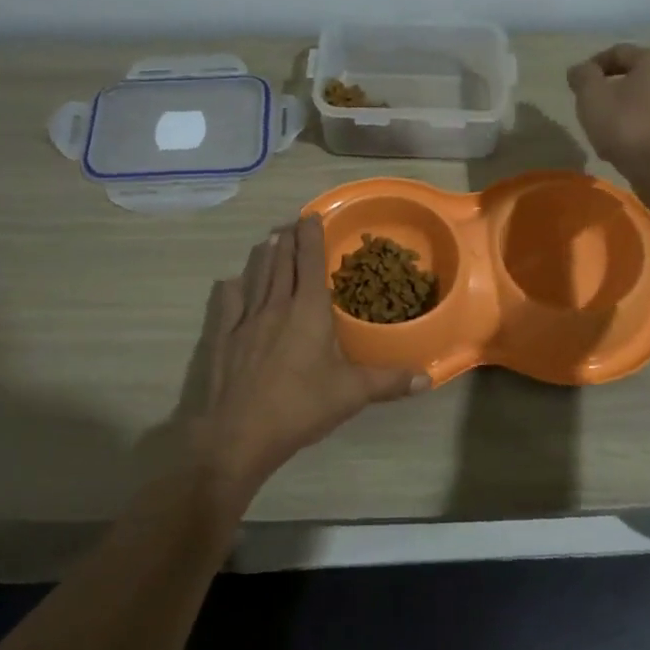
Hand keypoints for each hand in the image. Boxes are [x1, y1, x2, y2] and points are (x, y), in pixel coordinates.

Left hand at [178, 216, 427, 493]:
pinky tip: (232, 281)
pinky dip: (233, 287)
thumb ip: (388, 382)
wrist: (238, 433)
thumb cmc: (299, 407)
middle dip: (288, 240)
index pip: (310, 263)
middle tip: (291, 223)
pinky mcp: (223, 338)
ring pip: (256, 276)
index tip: (311, 215)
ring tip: (268, 240)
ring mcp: (244, 320)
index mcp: (308, 310)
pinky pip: (228, 303)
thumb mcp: (350, 394)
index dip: (311, 237)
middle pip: (282, 263)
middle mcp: (275, 306)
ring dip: (264, 255)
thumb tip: (426, 379)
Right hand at [566, 44, 649, 176]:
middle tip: (591, 107)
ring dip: (627, 109)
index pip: (619, 52)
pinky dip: (641, 127)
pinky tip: (626, 145)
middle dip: (611, 88)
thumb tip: (579, 69)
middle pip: (636, 75)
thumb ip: (583, 77)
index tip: (577, 84)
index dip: (594, 65)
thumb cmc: (627, 126)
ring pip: (648, 100)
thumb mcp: (592, 98)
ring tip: (606, 129)